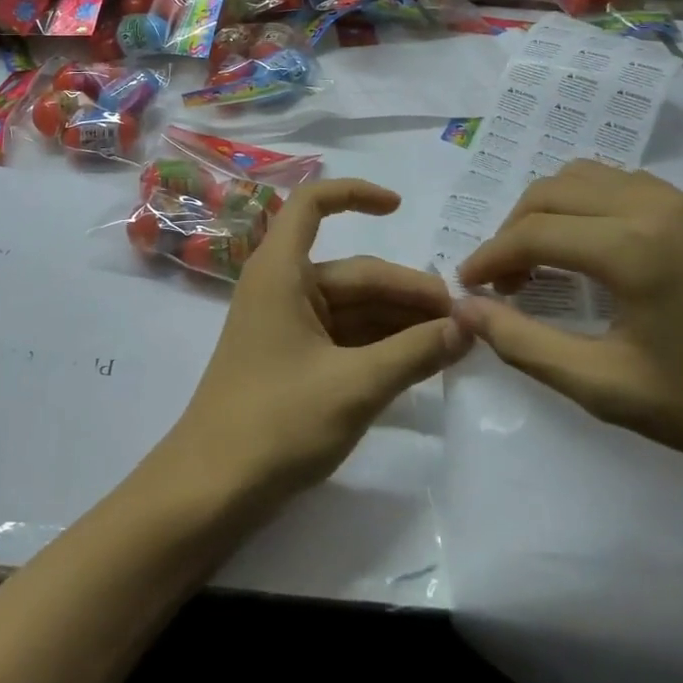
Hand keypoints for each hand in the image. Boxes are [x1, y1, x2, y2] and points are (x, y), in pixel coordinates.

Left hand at [161, 179, 470, 509]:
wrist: (213, 488)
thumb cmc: (277, 423)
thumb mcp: (355, 386)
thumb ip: (415, 352)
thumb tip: (468, 325)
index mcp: (281, 271)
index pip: (312, 204)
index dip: (354, 194)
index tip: (400, 207)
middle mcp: (282, 286)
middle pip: (353, 272)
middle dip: (407, 292)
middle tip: (466, 319)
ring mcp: (286, 323)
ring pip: (353, 307)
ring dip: (400, 321)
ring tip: (456, 342)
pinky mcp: (292, 358)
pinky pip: (344, 335)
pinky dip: (381, 344)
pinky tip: (422, 360)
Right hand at [453, 159, 682, 483]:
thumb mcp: (607, 389)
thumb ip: (525, 345)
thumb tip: (467, 310)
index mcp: (632, 248)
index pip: (533, 233)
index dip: (489, 257)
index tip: (469, 286)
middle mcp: (653, 206)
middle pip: (551, 192)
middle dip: (514, 230)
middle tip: (505, 279)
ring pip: (585, 176)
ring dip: (549, 210)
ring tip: (544, 259)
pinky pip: (623, 184)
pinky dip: (588, 204)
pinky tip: (595, 249)